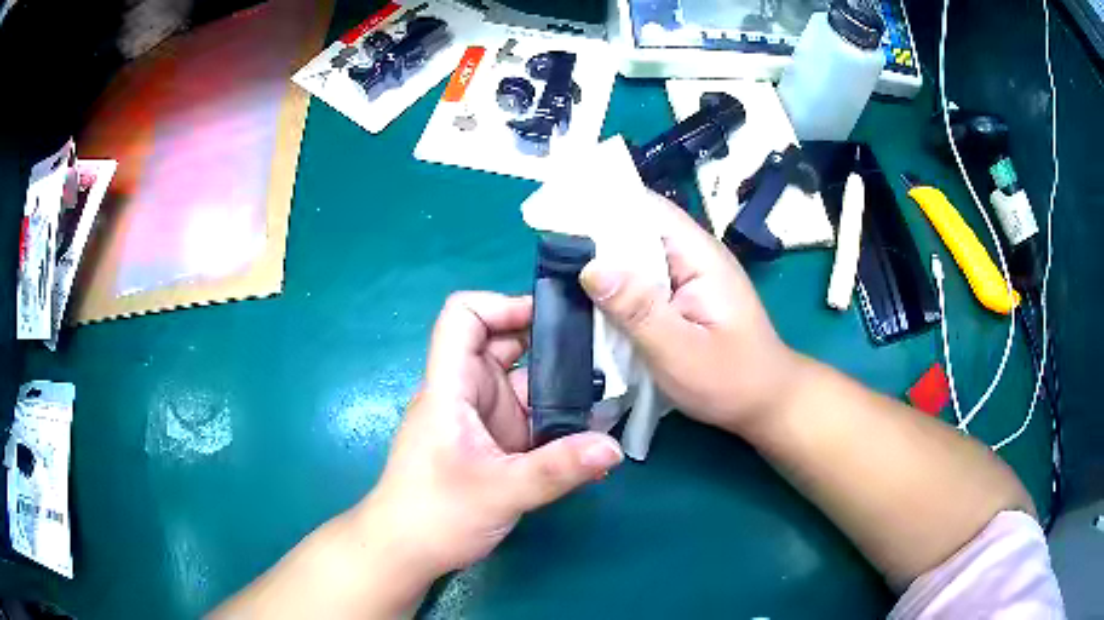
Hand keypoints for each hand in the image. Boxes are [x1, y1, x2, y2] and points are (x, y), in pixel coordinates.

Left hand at [360, 292, 623, 583]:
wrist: (406, 553)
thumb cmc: (434, 515)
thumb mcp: (500, 492)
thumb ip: (557, 469)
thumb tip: (613, 447)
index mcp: (451, 387)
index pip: (463, 317)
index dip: (501, 305)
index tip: (550, 320)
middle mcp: (466, 394)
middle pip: (503, 345)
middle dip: (550, 344)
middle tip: (601, 351)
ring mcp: (481, 420)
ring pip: (524, 385)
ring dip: (562, 387)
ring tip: (610, 392)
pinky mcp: (493, 445)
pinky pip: (530, 419)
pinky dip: (558, 421)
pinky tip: (592, 435)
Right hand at [579, 194, 799, 436]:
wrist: (766, 403)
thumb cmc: (731, 381)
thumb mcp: (680, 351)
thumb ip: (638, 310)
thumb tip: (589, 267)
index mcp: (698, 255)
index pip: (645, 208)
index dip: (600, 205)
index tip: (555, 214)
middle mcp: (692, 255)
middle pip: (635, 227)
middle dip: (592, 236)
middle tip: (546, 252)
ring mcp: (688, 274)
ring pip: (635, 255)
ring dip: (602, 263)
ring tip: (557, 274)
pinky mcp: (682, 295)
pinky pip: (642, 279)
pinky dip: (616, 286)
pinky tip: (591, 302)